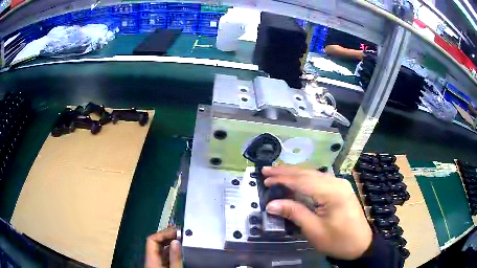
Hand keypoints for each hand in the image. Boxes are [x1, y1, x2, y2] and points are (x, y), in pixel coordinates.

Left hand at [145, 227, 182, 267]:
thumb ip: (174, 257)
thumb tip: (176, 242)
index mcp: (151, 259)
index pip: (152, 239)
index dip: (163, 233)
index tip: (175, 231)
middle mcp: (150, 259)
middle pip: (156, 243)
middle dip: (167, 236)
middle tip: (179, 233)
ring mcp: (154, 263)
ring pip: (160, 249)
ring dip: (170, 243)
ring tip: (180, 240)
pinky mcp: (158, 266)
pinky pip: (163, 256)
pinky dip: (170, 251)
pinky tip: (177, 252)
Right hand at [263, 166, 371, 259]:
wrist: (360, 245)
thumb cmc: (338, 240)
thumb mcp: (314, 230)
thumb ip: (294, 213)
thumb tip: (271, 204)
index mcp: (332, 192)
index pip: (303, 181)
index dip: (282, 179)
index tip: (265, 179)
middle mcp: (337, 182)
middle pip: (308, 173)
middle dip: (286, 171)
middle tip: (266, 171)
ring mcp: (340, 184)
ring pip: (313, 174)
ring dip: (294, 173)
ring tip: (276, 172)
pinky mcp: (340, 189)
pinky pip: (319, 180)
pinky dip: (304, 179)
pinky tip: (295, 180)